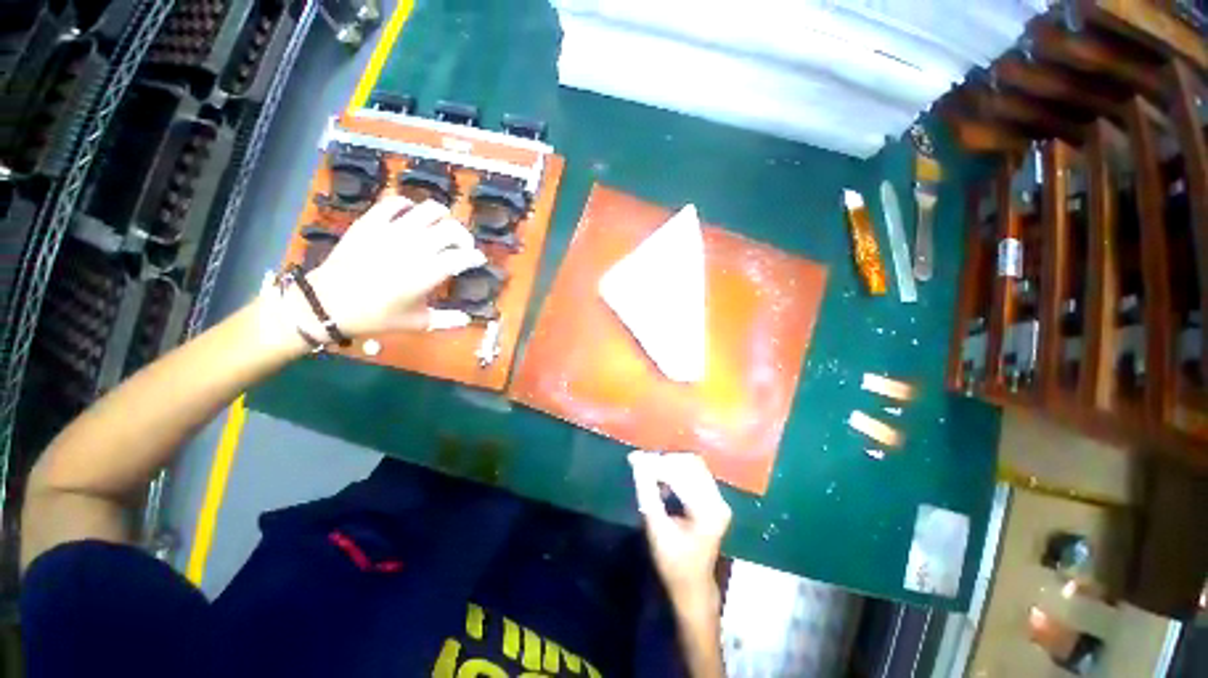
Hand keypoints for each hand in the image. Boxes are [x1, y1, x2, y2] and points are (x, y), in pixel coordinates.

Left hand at [305, 195, 486, 336]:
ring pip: (429, 210)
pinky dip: (408, 205)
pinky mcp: (372, 222)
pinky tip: (410, 215)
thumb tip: (467, 319)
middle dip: (464, 237)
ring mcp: (393, 231)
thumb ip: (446, 320)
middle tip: (462, 246)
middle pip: (452, 229)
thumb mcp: (416, 323)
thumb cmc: (376, 316)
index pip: (464, 257)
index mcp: (430, 272)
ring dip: (442, 217)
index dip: (476, 257)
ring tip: (441, 226)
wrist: (328, 303)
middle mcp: (416, 247)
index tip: (478, 260)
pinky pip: (395, 202)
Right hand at [629, 451, 731, 614]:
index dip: (656, 464)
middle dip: (664, 460)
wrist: (693, 586)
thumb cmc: (673, 563)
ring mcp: (719, 499)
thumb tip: (637, 462)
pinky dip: (676, 471)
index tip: (635, 458)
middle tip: (641, 461)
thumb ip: (647, 493)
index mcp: (708, 511)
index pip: (681, 475)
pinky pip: (695, 473)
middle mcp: (718, 500)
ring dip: (670, 464)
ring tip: (649, 468)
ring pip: (693, 466)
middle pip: (691, 464)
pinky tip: (661, 478)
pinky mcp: (714, 499)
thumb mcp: (656, 528)